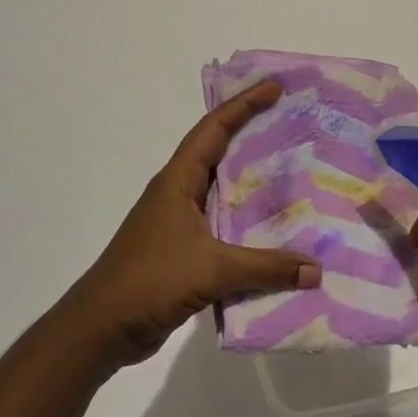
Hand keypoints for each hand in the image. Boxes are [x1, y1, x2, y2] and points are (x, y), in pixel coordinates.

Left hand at [57, 80, 321, 369]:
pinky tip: (275, 233)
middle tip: (294, 127)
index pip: (213, 130)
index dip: (244, 105)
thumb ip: (265, 267)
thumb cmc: (149, 281)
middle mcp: (178, 194)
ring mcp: (179, 223)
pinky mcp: (183, 251)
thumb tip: (315, 270)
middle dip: (254, 137)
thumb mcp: (211, 270)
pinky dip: (247, 225)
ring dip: (253, 184)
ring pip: (223, 193)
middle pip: (220, 153)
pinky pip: (223, 227)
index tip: (275, 88)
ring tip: (294, 175)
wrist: (101, 328)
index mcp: (177, 181)